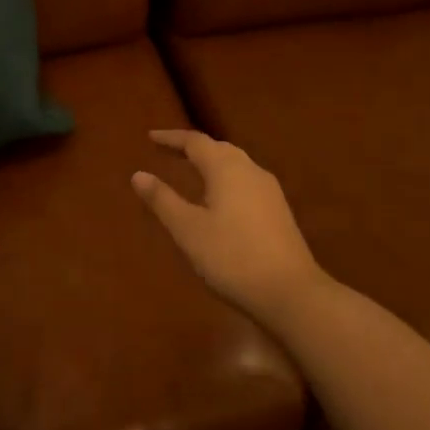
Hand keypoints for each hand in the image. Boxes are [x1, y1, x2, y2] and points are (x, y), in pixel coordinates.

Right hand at [132, 129, 327, 327]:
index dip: (171, 138)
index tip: (150, 137)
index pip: (195, 142)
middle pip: (218, 149)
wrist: (291, 293)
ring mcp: (269, 191)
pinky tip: (220, 199)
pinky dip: (226, 179)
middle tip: (169, 151)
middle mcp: (250, 170)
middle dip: (193, 147)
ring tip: (192, 171)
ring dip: (212, 162)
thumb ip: (162, 200)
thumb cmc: (232, 257)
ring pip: (236, 164)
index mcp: (226, 169)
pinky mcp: (279, 211)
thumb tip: (138, 174)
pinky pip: (246, 181)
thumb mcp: (188, 230)